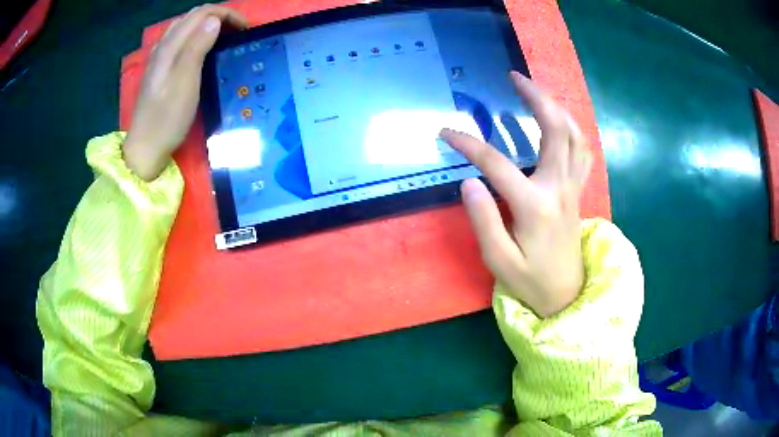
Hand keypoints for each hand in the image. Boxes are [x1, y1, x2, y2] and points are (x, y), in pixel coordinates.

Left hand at [123, 5, 246, 180]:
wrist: (145, 148)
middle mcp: (163, 46)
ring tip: (222, 36)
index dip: (226, 14)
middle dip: (218, 16)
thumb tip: (214, 20)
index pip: (201, 13)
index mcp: (170, 46)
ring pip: (185, 26)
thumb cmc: (167, 119)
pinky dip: (194, 35)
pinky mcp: (158, 70)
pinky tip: (199, 48)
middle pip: (193, 16)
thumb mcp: (185, 83)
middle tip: (237, 32)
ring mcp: (158, 58)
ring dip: (206, 24)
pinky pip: (178, 40)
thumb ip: (197, 47)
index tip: (245, 28)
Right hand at [441, 71, 591, 317]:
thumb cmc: (530, 281)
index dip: (468, 145)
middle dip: (535, 97)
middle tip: (514, 77)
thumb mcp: (499, 260)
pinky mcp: (577, 191)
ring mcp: (572, 187)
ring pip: (574, 135)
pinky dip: (572, 128)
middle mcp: (558, 188)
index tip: (446, 132)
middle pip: (555, 129)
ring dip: (556, 107)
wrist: (565, 295)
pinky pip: (581, 150)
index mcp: (535, 206)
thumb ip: (484, 220)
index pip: (497, 164)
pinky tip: (560, 120)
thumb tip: (469, 181)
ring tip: (535, 90)